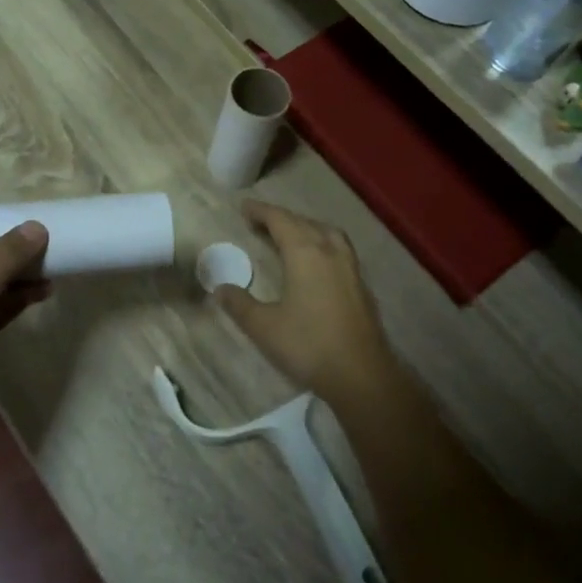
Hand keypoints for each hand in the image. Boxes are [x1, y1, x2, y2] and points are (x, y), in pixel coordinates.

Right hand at [213, 200, 393, 404]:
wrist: (362, 375)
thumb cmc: (308, 346)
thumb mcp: (264, 327)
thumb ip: (239, 305)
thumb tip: (220, 289)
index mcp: (305, 253)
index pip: (280, 220)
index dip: (261, 211)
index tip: (244, 208)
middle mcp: (330, 251)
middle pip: (303, 223)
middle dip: (280, 218)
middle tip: (259, 222)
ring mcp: (350, 267)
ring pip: (326, 233)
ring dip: (305, 227)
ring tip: (289, 236)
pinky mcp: (361, 285)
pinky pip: (338, 248)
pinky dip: (321, 243)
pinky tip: (316, 261)